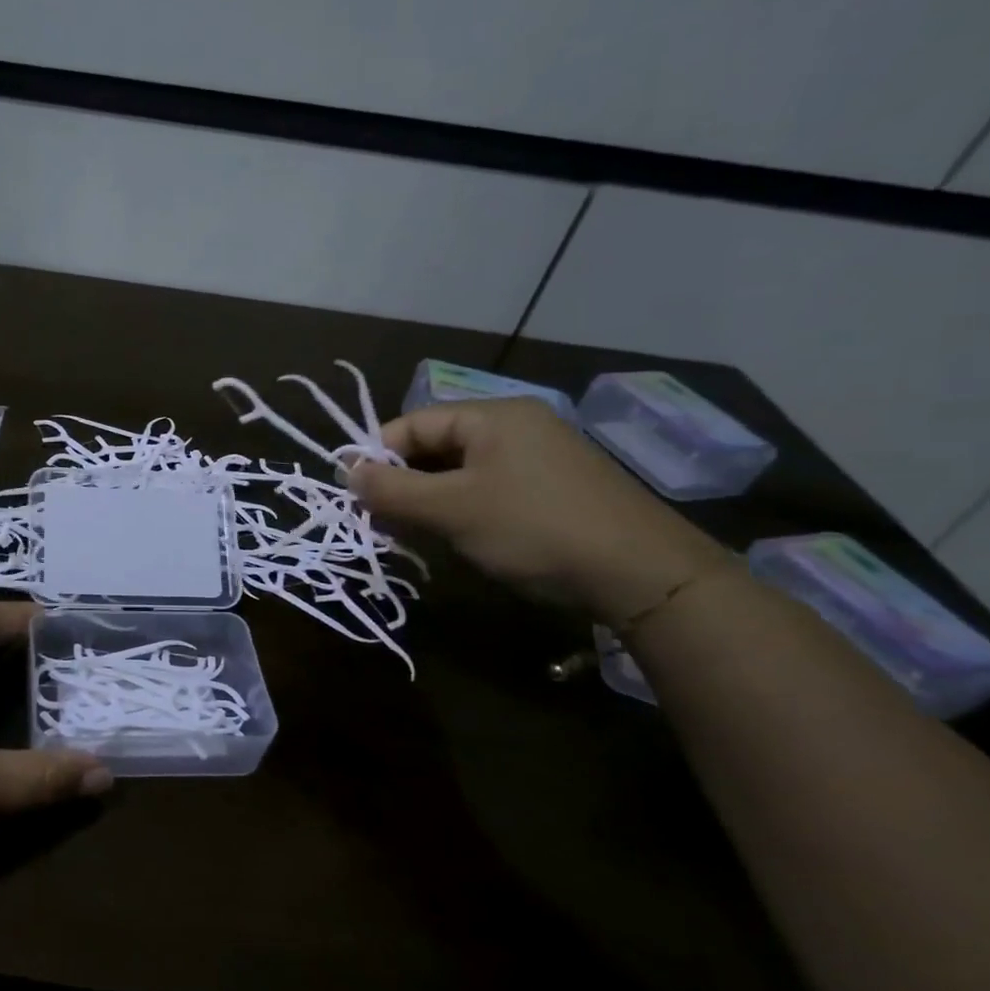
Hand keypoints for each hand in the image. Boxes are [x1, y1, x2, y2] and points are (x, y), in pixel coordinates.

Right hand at [348, 399, 727, 625]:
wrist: (643, 574)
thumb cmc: (533, 528)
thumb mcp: (451, 509)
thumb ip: (392, 490)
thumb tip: (346, 473)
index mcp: (492, 416)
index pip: (412, 423)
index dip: (376, 455)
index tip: (351, 494)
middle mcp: (516, 426)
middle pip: (435, 445)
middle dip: (401, 481)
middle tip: (376, 518)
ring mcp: (539, 456)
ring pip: (460, 470)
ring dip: (427, 498)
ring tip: (408, 532)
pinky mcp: (553, 487)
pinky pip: (488, 487)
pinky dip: (460, 507)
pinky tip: (453, 536)